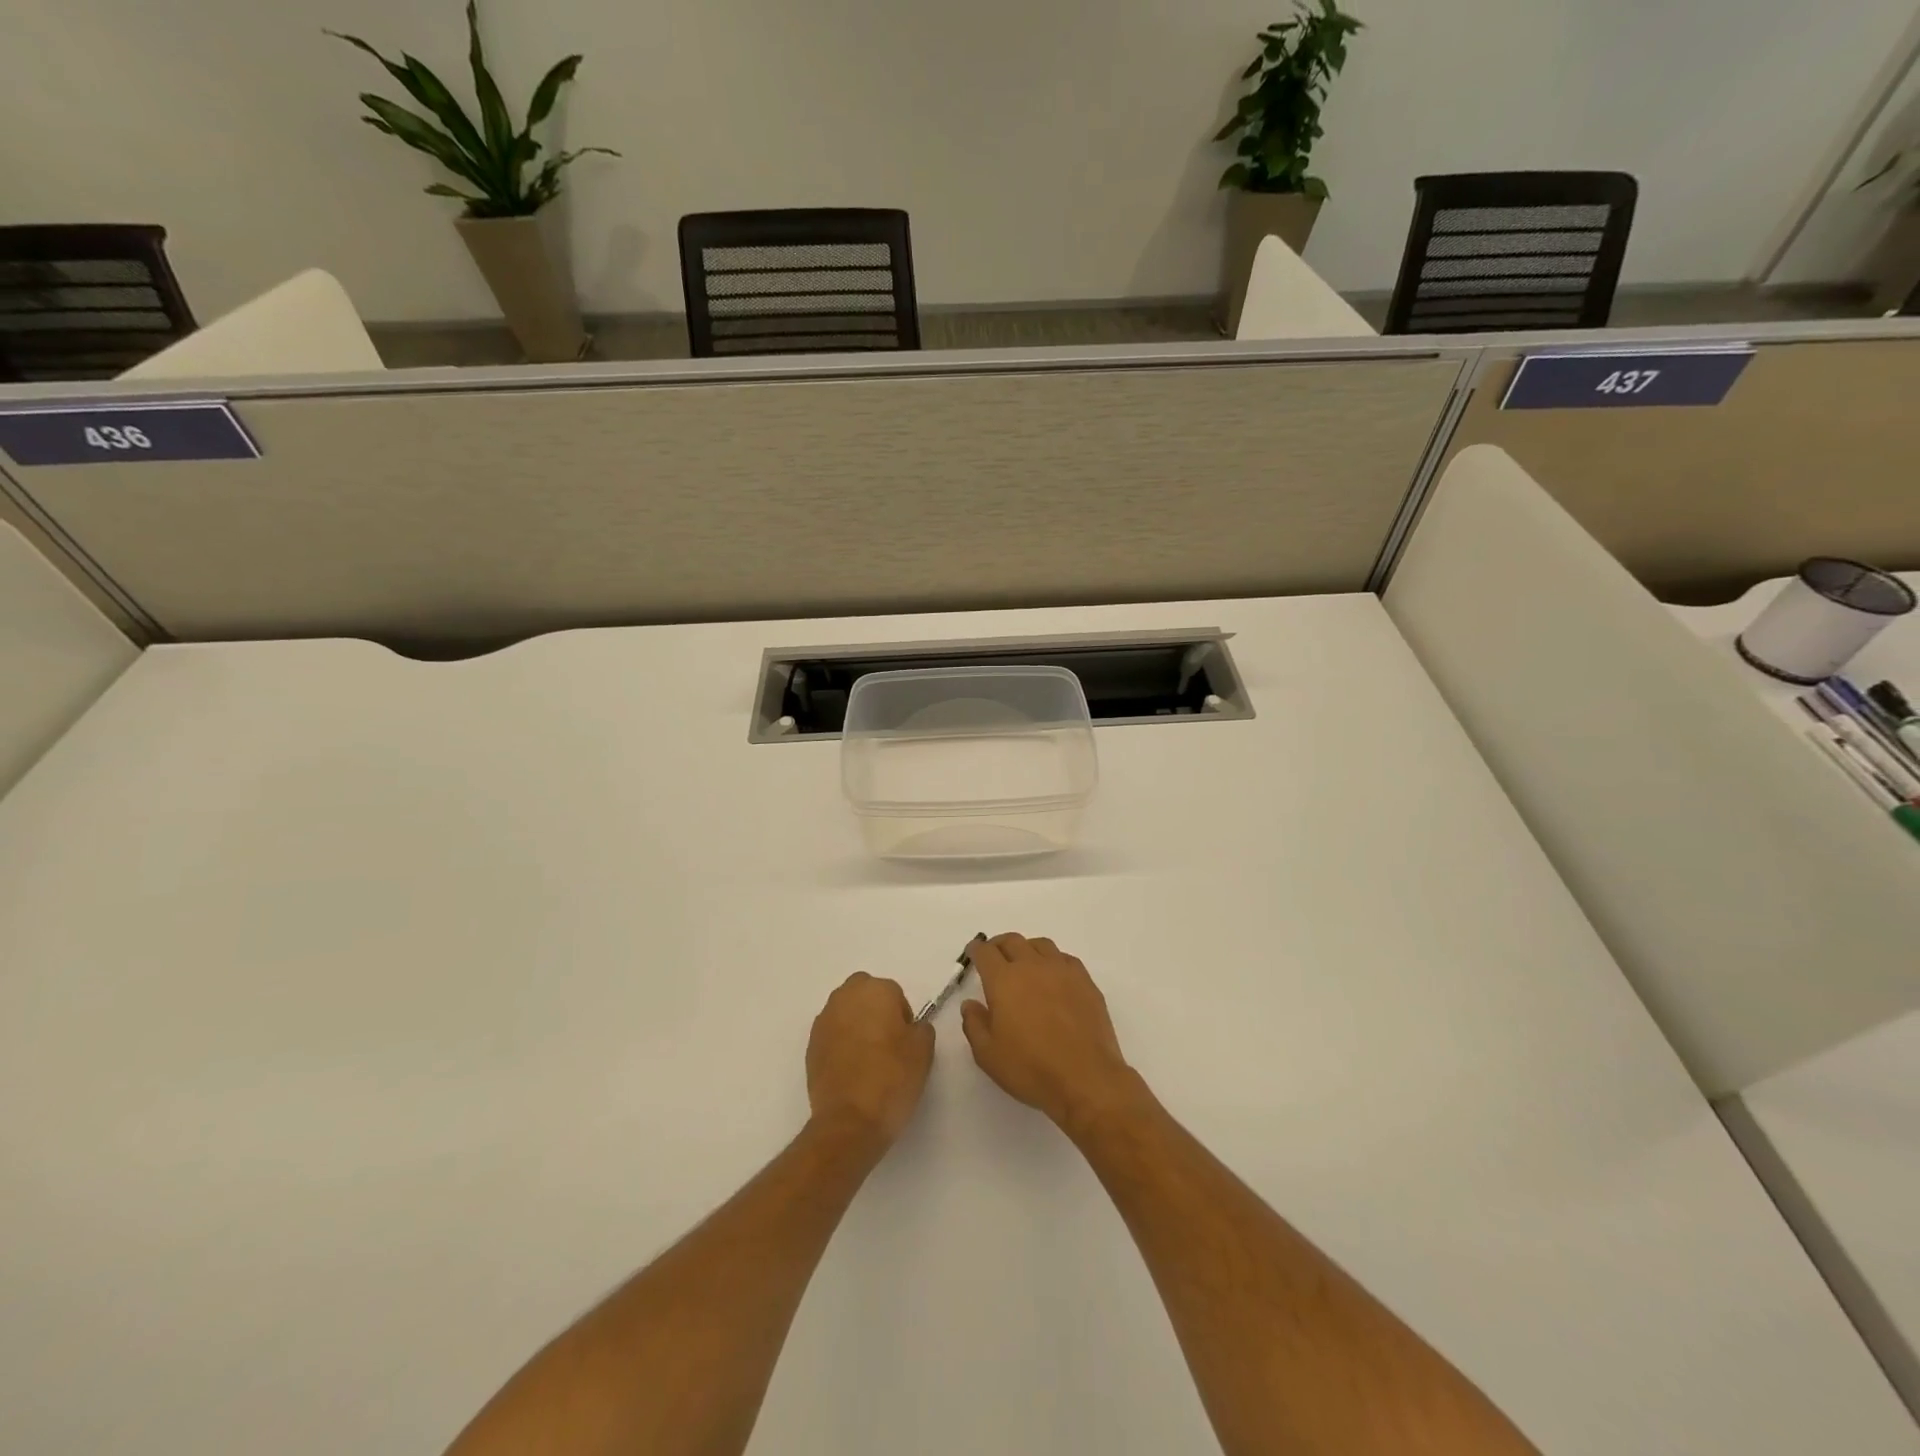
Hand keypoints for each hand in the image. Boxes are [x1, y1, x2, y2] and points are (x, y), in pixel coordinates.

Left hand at [806, 973, 934, 1154]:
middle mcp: (845, 996)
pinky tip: (851, 1070)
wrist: (849, 1120)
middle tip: (888, 1043)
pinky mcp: (810, 1045)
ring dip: (856, 1025)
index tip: (906, 1042)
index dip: (903, 1017)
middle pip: (865, 994)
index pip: (894, 993)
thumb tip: (911, 1027)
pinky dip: (841, 1044)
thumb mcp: (923, 1050)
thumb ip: (921, 1028)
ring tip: (868, 1059)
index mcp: (875, 990)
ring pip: (846, 1012)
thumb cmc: (892, 1078)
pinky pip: (832, 1034)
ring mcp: (824, 1020)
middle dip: (875, 1011)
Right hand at [960, 934, 1141, 1135]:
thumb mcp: (988, 1055)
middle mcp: (1032, 966)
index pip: (985, 952)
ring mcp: (1062, 971)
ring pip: (1041, 945)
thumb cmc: (1030, 1068)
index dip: (976, 950)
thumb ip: (974, 1024)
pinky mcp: (1085, 981)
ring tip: (1024, 964)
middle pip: (1012, 941)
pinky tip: (1053, 977)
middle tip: (994, 957)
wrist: (1086, 1078)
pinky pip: (1065, 959)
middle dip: (999, 945)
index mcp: (1004, 980)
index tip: (973, 953)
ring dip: (1027, 949)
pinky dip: (1053, 961)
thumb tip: (970, 1004)